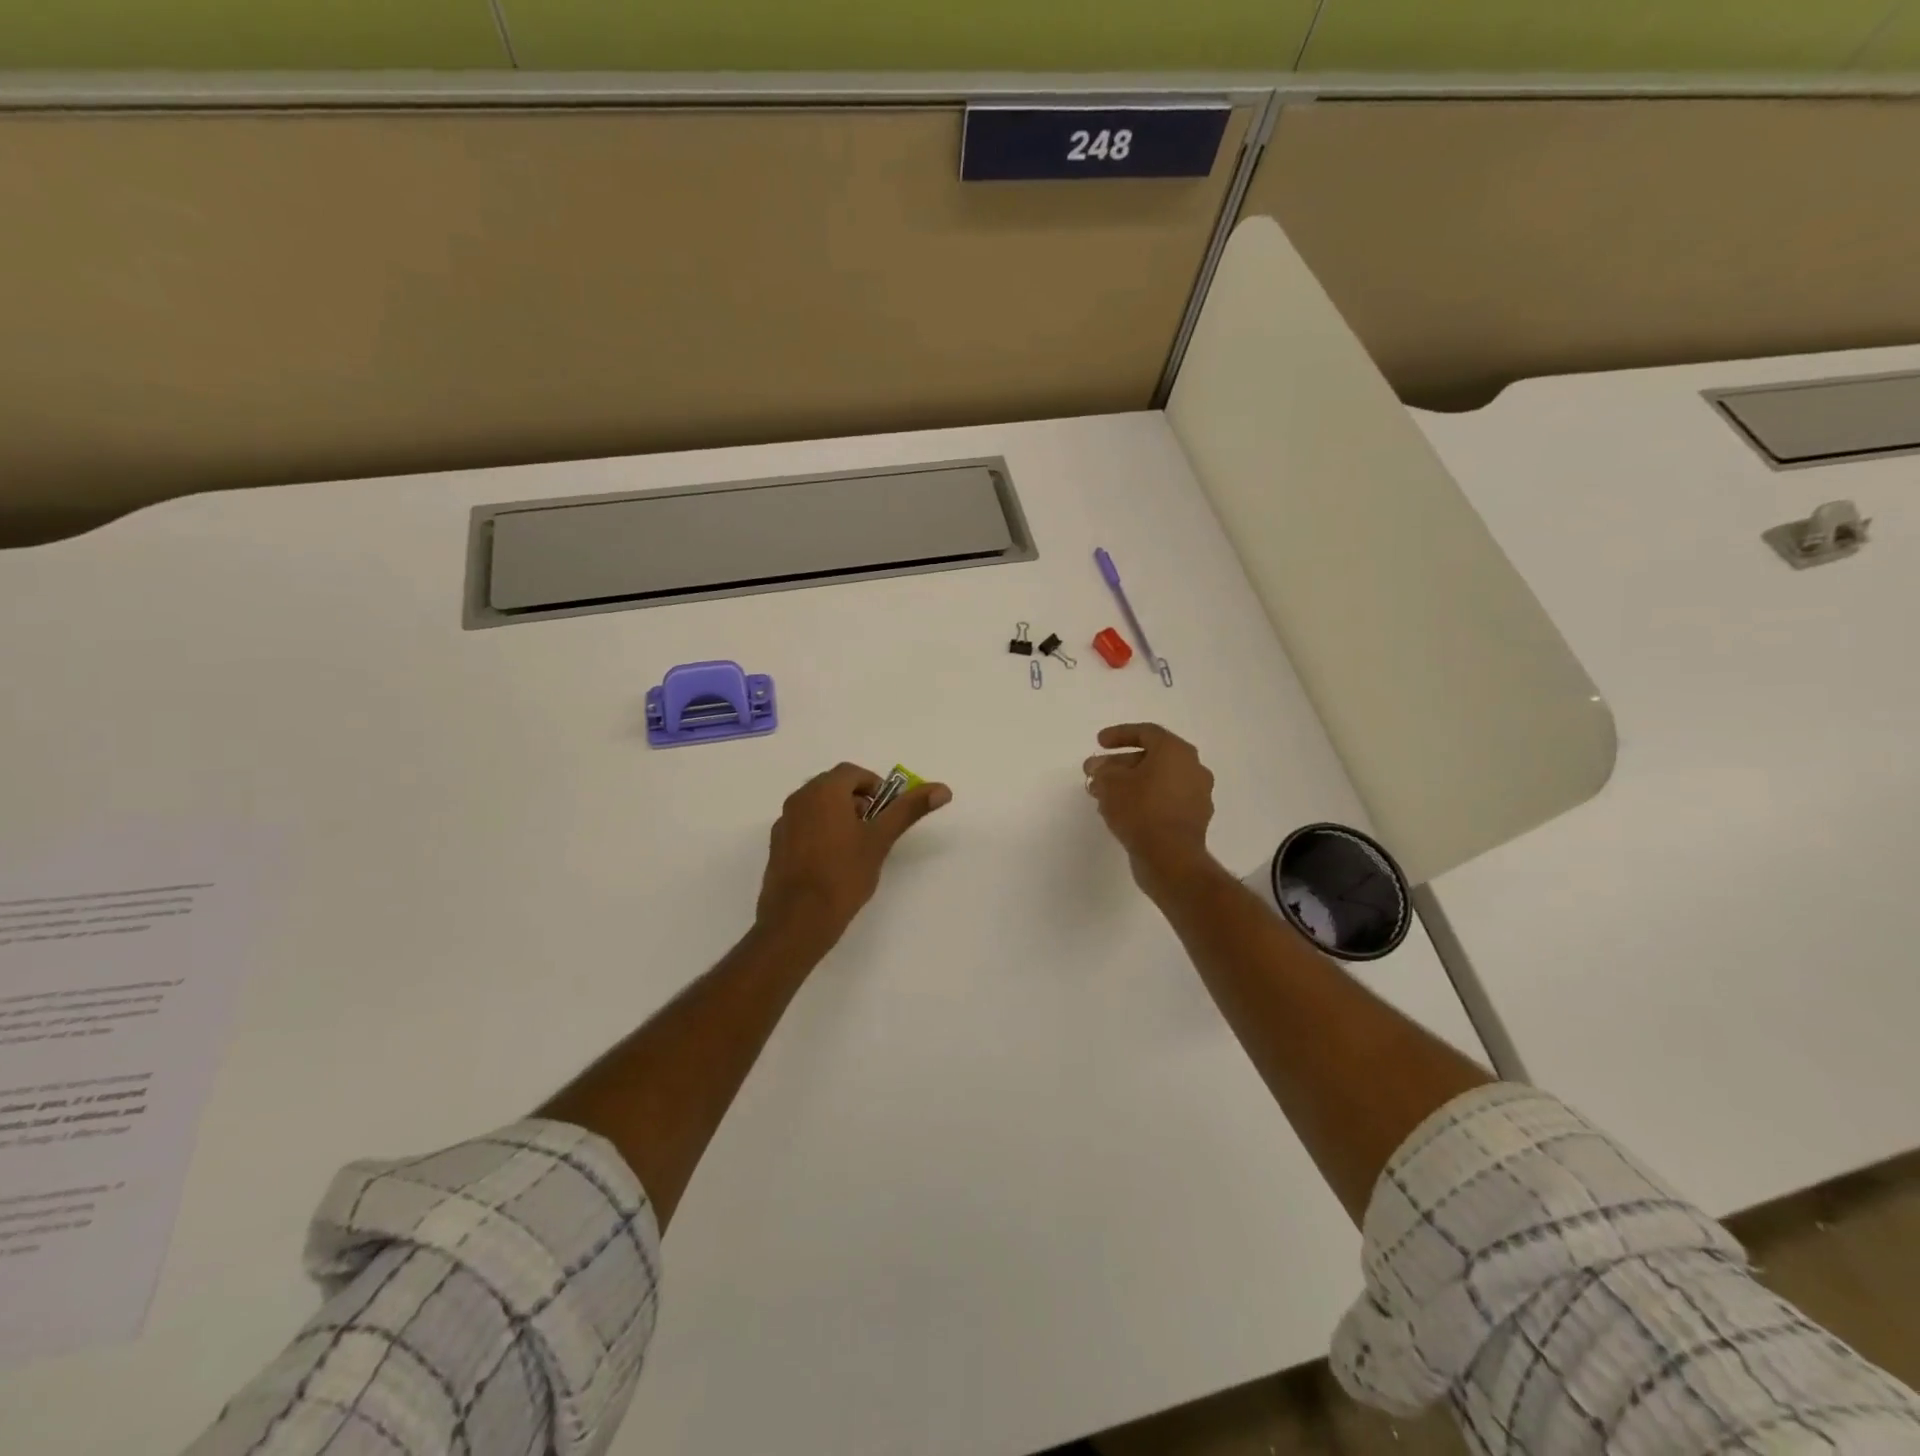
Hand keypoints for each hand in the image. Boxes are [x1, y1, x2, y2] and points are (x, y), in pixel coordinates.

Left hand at [757, 763, 952, 941]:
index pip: (853, 773)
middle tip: (873, 829)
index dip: (874, 786)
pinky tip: (830, 862)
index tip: (886, 811)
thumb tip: (942, 788)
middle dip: (856, 800)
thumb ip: (909, 810)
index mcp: (824, 791)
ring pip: (816, 806)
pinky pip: (802, 826)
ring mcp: (784, 822)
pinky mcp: (776, 845)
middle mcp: (800, 798)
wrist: (798, 919)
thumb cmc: (844, 874)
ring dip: (837, 815)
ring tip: (854, 847)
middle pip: (833, 786)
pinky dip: (819, 831)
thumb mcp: (881, 840)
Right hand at [1084, 724, 1218, 896]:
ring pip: (1157, 782)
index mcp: (1176, 751)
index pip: (1146, 733)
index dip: (1119, 735)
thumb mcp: (1110, 784)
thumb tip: (1099, 769)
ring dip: (1130, 784)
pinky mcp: (1194, 820)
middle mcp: (1193, 768)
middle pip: (1152, 758)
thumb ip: (1102, 771)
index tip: (1099, 743)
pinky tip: (1121, 813)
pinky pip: (1165, 801)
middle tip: (1096, 773)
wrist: (1170, 857)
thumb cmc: (1140, 810)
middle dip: (1120, 764)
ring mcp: (1197, 795)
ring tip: (1103, 796)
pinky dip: (1144, 801)